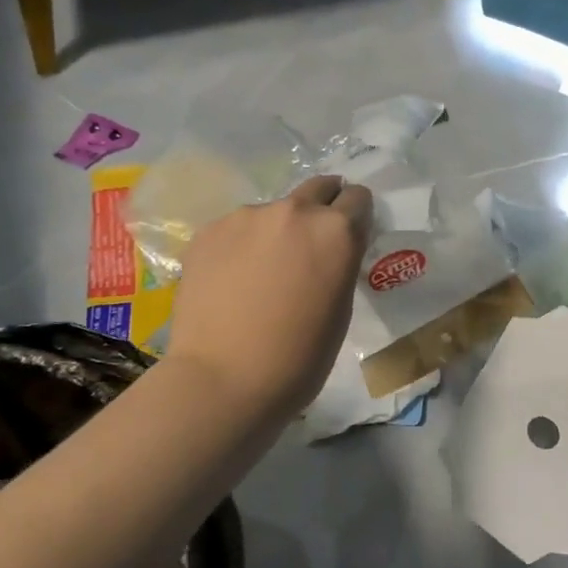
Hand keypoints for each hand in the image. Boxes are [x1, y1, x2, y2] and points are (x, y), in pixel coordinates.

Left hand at [162, 176, 372, 424]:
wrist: (223, 379)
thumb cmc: (299, 357)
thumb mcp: (340, 308)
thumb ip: (339, 263)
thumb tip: (328, 250)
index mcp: (336, 230)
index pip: (358, 198)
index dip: (356, 216)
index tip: (350, 234)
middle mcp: (294, 210)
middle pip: (318, 188)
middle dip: (322, 207)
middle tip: (312, 243)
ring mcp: (247, 216)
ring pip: (273, 211)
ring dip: (277, 230)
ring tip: (263, 271)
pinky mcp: (209, 230)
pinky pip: (237, 228)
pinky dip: (241, 245)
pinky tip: (232, 280)